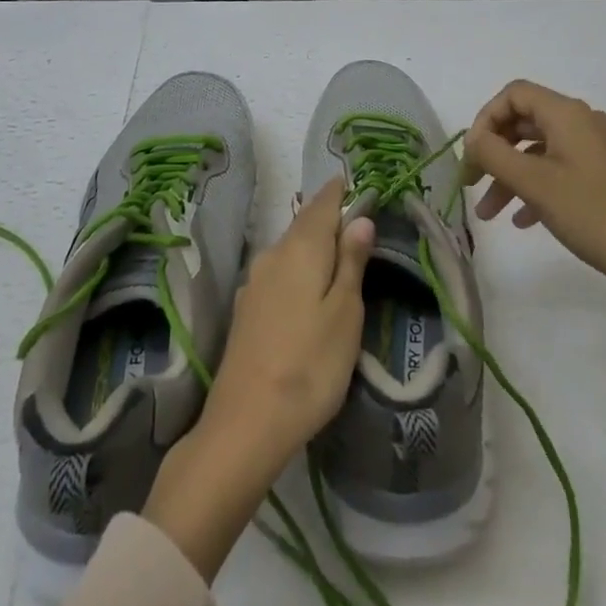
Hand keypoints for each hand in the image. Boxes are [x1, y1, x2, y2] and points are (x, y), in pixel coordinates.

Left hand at [199, 175, 375, 468]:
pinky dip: (298, 267)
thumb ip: (352, 262)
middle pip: (304, 224)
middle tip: (352, 214)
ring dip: (312, 243)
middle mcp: (272, 255)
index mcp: (300, 249)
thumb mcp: (345, 314)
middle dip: (327, 215)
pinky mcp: (246, 310)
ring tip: (336, 249)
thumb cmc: (310, 365)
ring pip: (289, 248)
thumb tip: (360, 218)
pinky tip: (307, 284)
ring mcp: (254, 283)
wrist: (245, 424)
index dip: (339, 191)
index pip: (323, 204)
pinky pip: (279, 271)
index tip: (354, 181)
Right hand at [462, 80, 605, 294]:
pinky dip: (533, 187)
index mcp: (567, 114)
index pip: (514, 94)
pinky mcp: (602, 175)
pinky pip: (557, 169)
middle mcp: (581, 122)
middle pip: (524, 120)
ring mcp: (594, 149)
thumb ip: (494, 154)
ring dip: (509, 175)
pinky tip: (522, 219)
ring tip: (489, 213)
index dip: (485, 118)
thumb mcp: (534, 183)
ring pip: (537, 149)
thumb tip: (472, 138)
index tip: (471, 154)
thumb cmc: (592, 214)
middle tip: (472, 182)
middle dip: (494, 151)